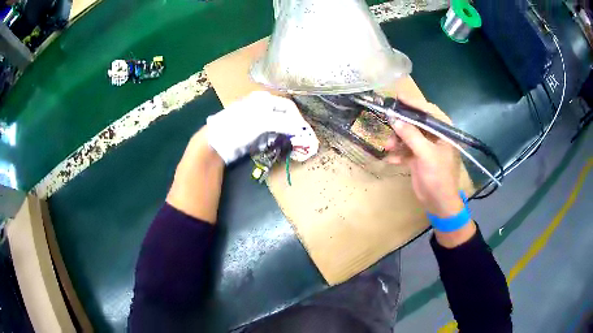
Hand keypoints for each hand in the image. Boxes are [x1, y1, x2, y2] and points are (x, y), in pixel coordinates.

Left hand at [206, 91, 316, 163]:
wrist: (216, 142)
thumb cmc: (238, 126)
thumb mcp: (261, 121)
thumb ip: (283, 122)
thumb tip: (301, 127)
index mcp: (264, 100)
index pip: (288, 106)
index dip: (297, 118)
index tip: (303, 132)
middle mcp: (262, 108)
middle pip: (285, 116)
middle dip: (294, 127)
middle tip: (301, 140)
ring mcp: (258, 122)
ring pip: (279, 127)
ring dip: (287, 135)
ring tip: (293, 145)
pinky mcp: (255, 134)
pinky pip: (271, 136)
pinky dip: (277, 141)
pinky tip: (279, 146)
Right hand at [385, 96, 463, 217]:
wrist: (439, 203)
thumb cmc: (439, 177)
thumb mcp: (426, 155)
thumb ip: (411, 136)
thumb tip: (395, 119)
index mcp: (443, 132)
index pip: (429, 111)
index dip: (414, 103)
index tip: (398, 97)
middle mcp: (435, 136)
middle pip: (416, 122)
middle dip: (402, 124)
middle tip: (388, 121)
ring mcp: (426, 147)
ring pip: (408, 135)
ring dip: (397, 140)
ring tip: (388, 146)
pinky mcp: (418, 157)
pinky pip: (405, 149)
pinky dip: (398, 153)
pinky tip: (392, 160)